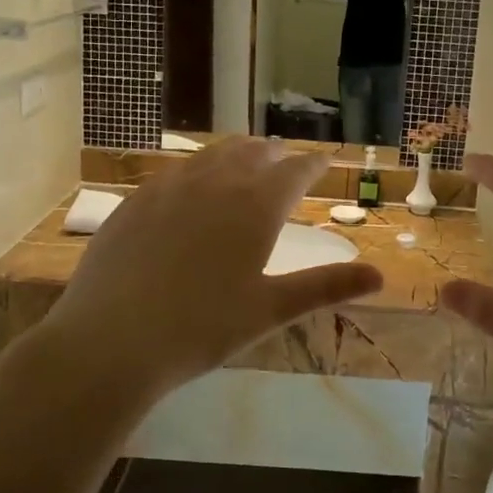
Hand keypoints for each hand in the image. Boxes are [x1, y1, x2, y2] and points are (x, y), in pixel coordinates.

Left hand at [38, 138, 383, 402]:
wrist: (112, 339)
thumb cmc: (202, 328)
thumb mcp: (270, 310)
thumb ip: (325, 287)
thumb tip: (380, 276)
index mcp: (255, 207)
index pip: (294, 171)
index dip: (313, 163)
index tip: (324, 160)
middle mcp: (215, 183)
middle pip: (251, 153)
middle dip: (274, 154)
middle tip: (284, 158)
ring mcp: (170, 187)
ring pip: (211, 155)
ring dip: (235, 153)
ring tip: (244, 157)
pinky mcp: (135, 200)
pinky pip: (174, 172)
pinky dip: (195, 169)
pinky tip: (189, 184)